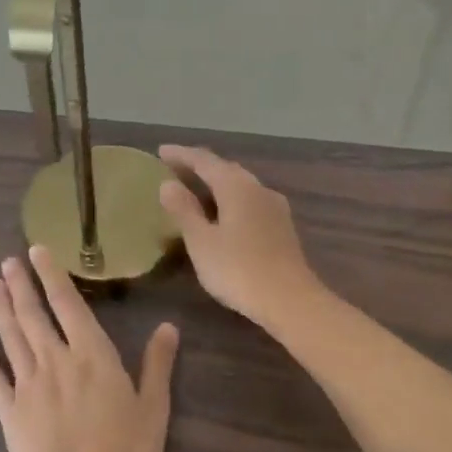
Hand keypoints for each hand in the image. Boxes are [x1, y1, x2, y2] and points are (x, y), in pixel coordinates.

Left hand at [0, 247, 178, 451]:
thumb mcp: (153, 407)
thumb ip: (157, 364)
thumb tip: (168, 326)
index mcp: (91, 354)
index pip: (68, 303)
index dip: (52, 275)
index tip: (37, 251)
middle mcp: (56, 359)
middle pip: (33, 314)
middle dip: (20, 285)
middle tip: (8, 261)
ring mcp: (28, 384)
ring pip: (12, 337)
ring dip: (1, 309)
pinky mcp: (9, 410)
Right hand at [159, 146, 320, 327]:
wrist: (290, 300)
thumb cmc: (238, 269)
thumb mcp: (201, 241)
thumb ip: (184, 210)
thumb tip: (168, 184)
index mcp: (236, 186)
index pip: (204, 161)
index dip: (181, 155)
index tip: (161, 151)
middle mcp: (257, 188)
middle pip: (225, 169)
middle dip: (199, 166)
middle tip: (175, 168)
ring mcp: (274, 206)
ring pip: (240, 184)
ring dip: (216, 182)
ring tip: (196, 189)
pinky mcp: (282, 226)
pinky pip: (250, 200)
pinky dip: (230, 198)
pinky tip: (224, 213)